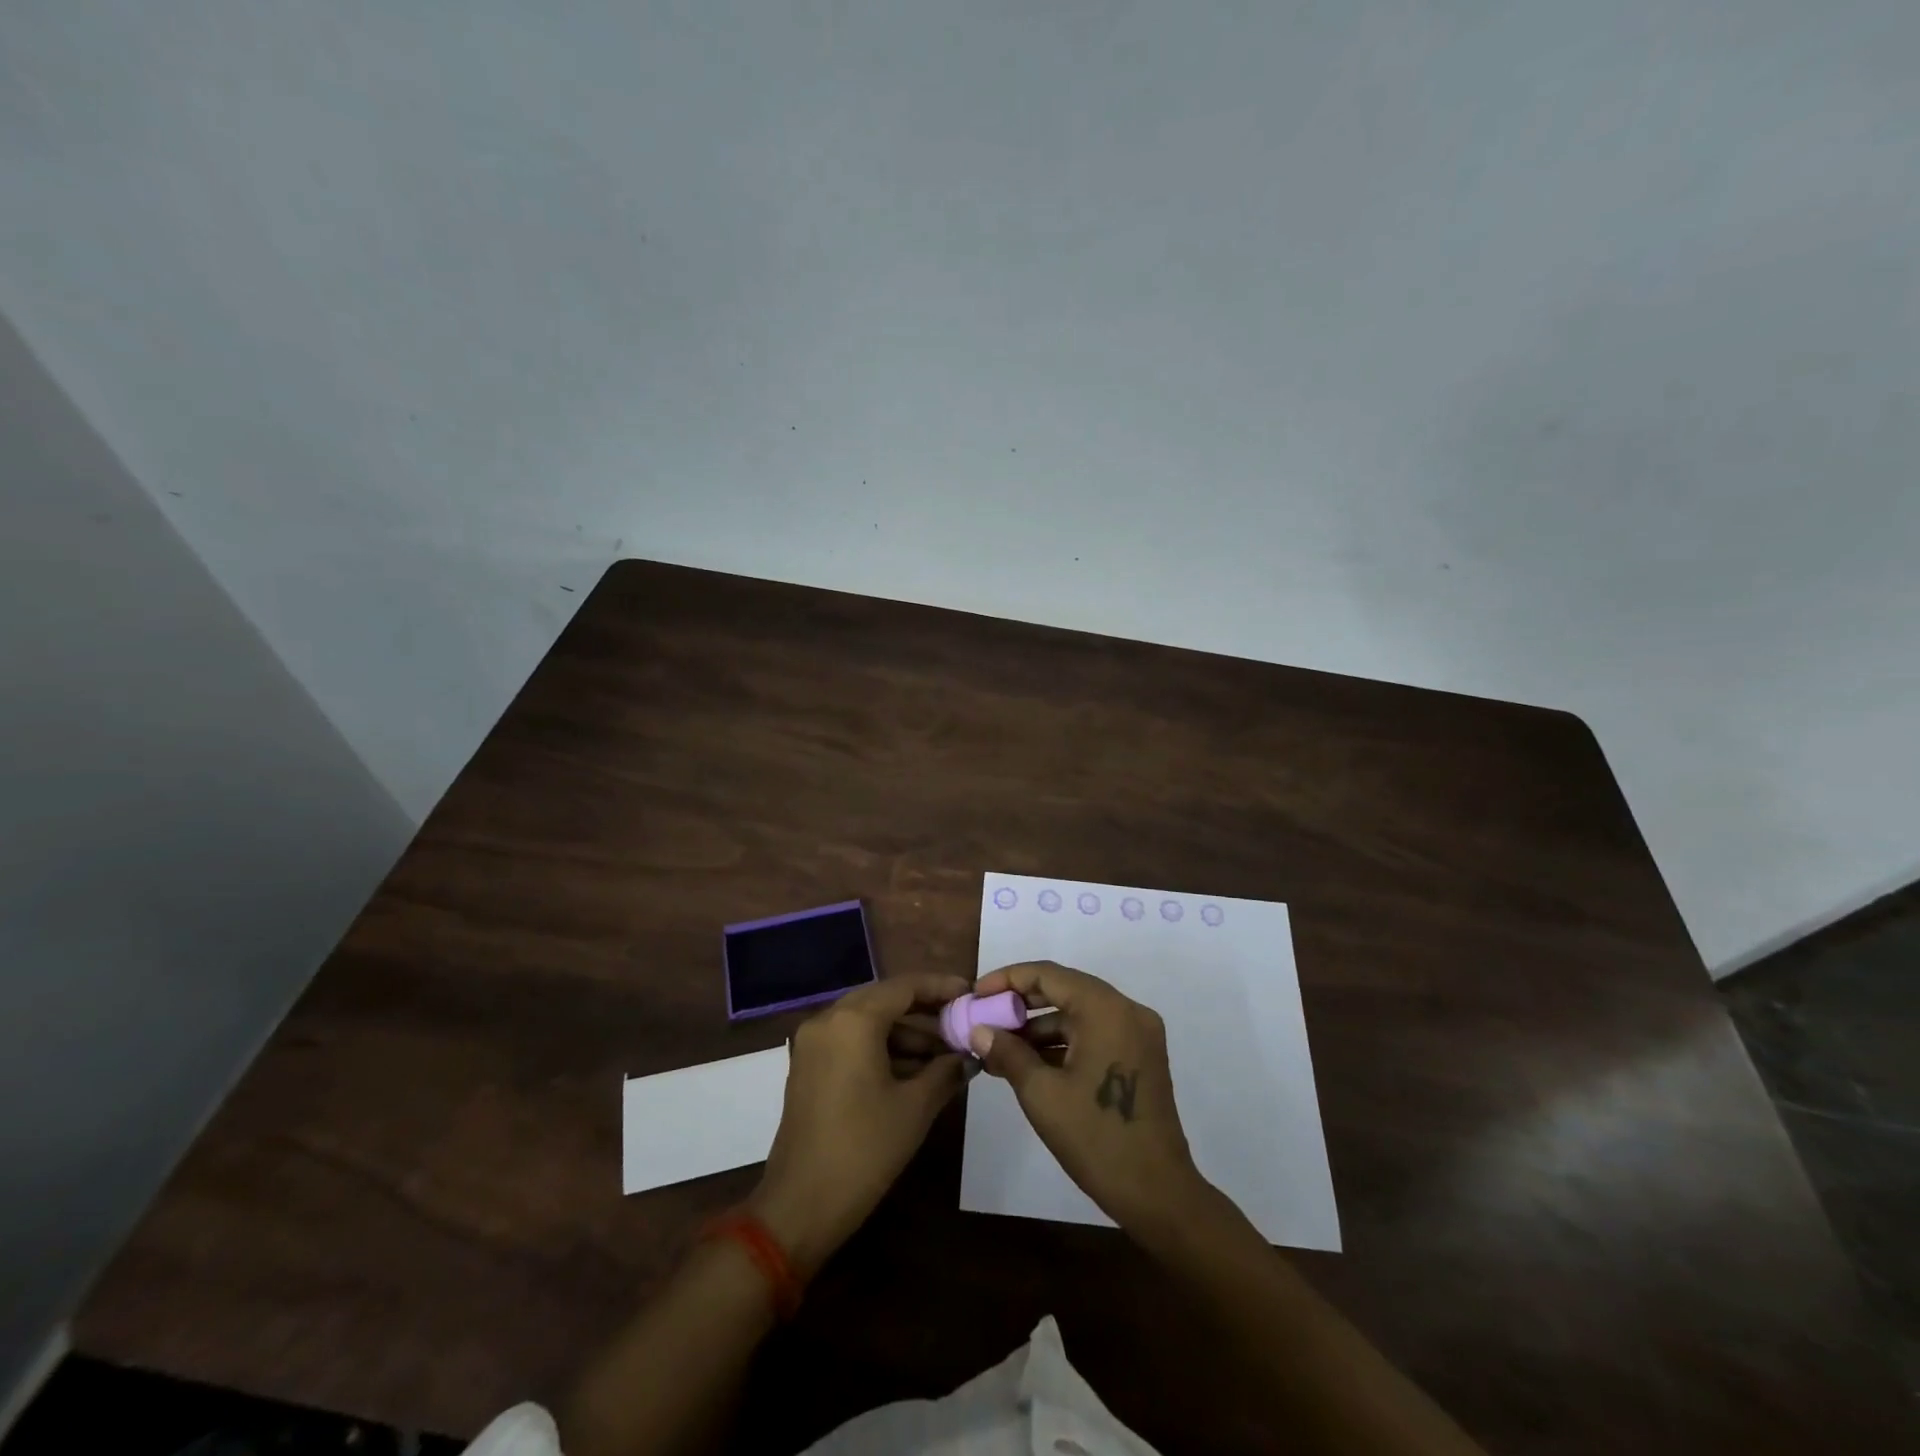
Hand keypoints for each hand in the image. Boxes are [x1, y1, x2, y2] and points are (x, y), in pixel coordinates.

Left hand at [748, 972, 969, 1277]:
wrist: (800, 1207)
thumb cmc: (864, 1150)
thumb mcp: (915, 1108)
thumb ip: (945, 1071)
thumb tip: (969, 1056)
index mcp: (853, 1020)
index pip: (905, 986)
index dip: (941, 987)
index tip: (971, 994)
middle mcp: (828, 1020)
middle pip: (885, 1000)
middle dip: (925, 1011)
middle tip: (962, 1024)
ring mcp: (813, 1044)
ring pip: (868, 1022)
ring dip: (905, 1034)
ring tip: (946, 1056)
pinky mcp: (808, 1067)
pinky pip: (851, 1041)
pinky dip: (882, 1048)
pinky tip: (915, 1072)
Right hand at [971, 960, 1208, 1239]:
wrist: (1158, 1195)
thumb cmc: (1096, 1138)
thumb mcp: (1041, 1094)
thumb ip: (1007, 1053)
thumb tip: (978, 1030)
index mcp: (1106, 1009)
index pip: (1048, 975)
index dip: (1008, 979)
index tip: (976, 994)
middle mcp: (1127, 1010)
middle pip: (1065, 989)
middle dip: (1021, 1003)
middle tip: (985, 1017)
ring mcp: (1138, 1034)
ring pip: (1078, 1013)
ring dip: (1040, 1026)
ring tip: (999, 1048)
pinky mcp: (1140, 1057)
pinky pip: (1094, 1033)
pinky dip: (1063, 1043)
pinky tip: (1029, 1063)